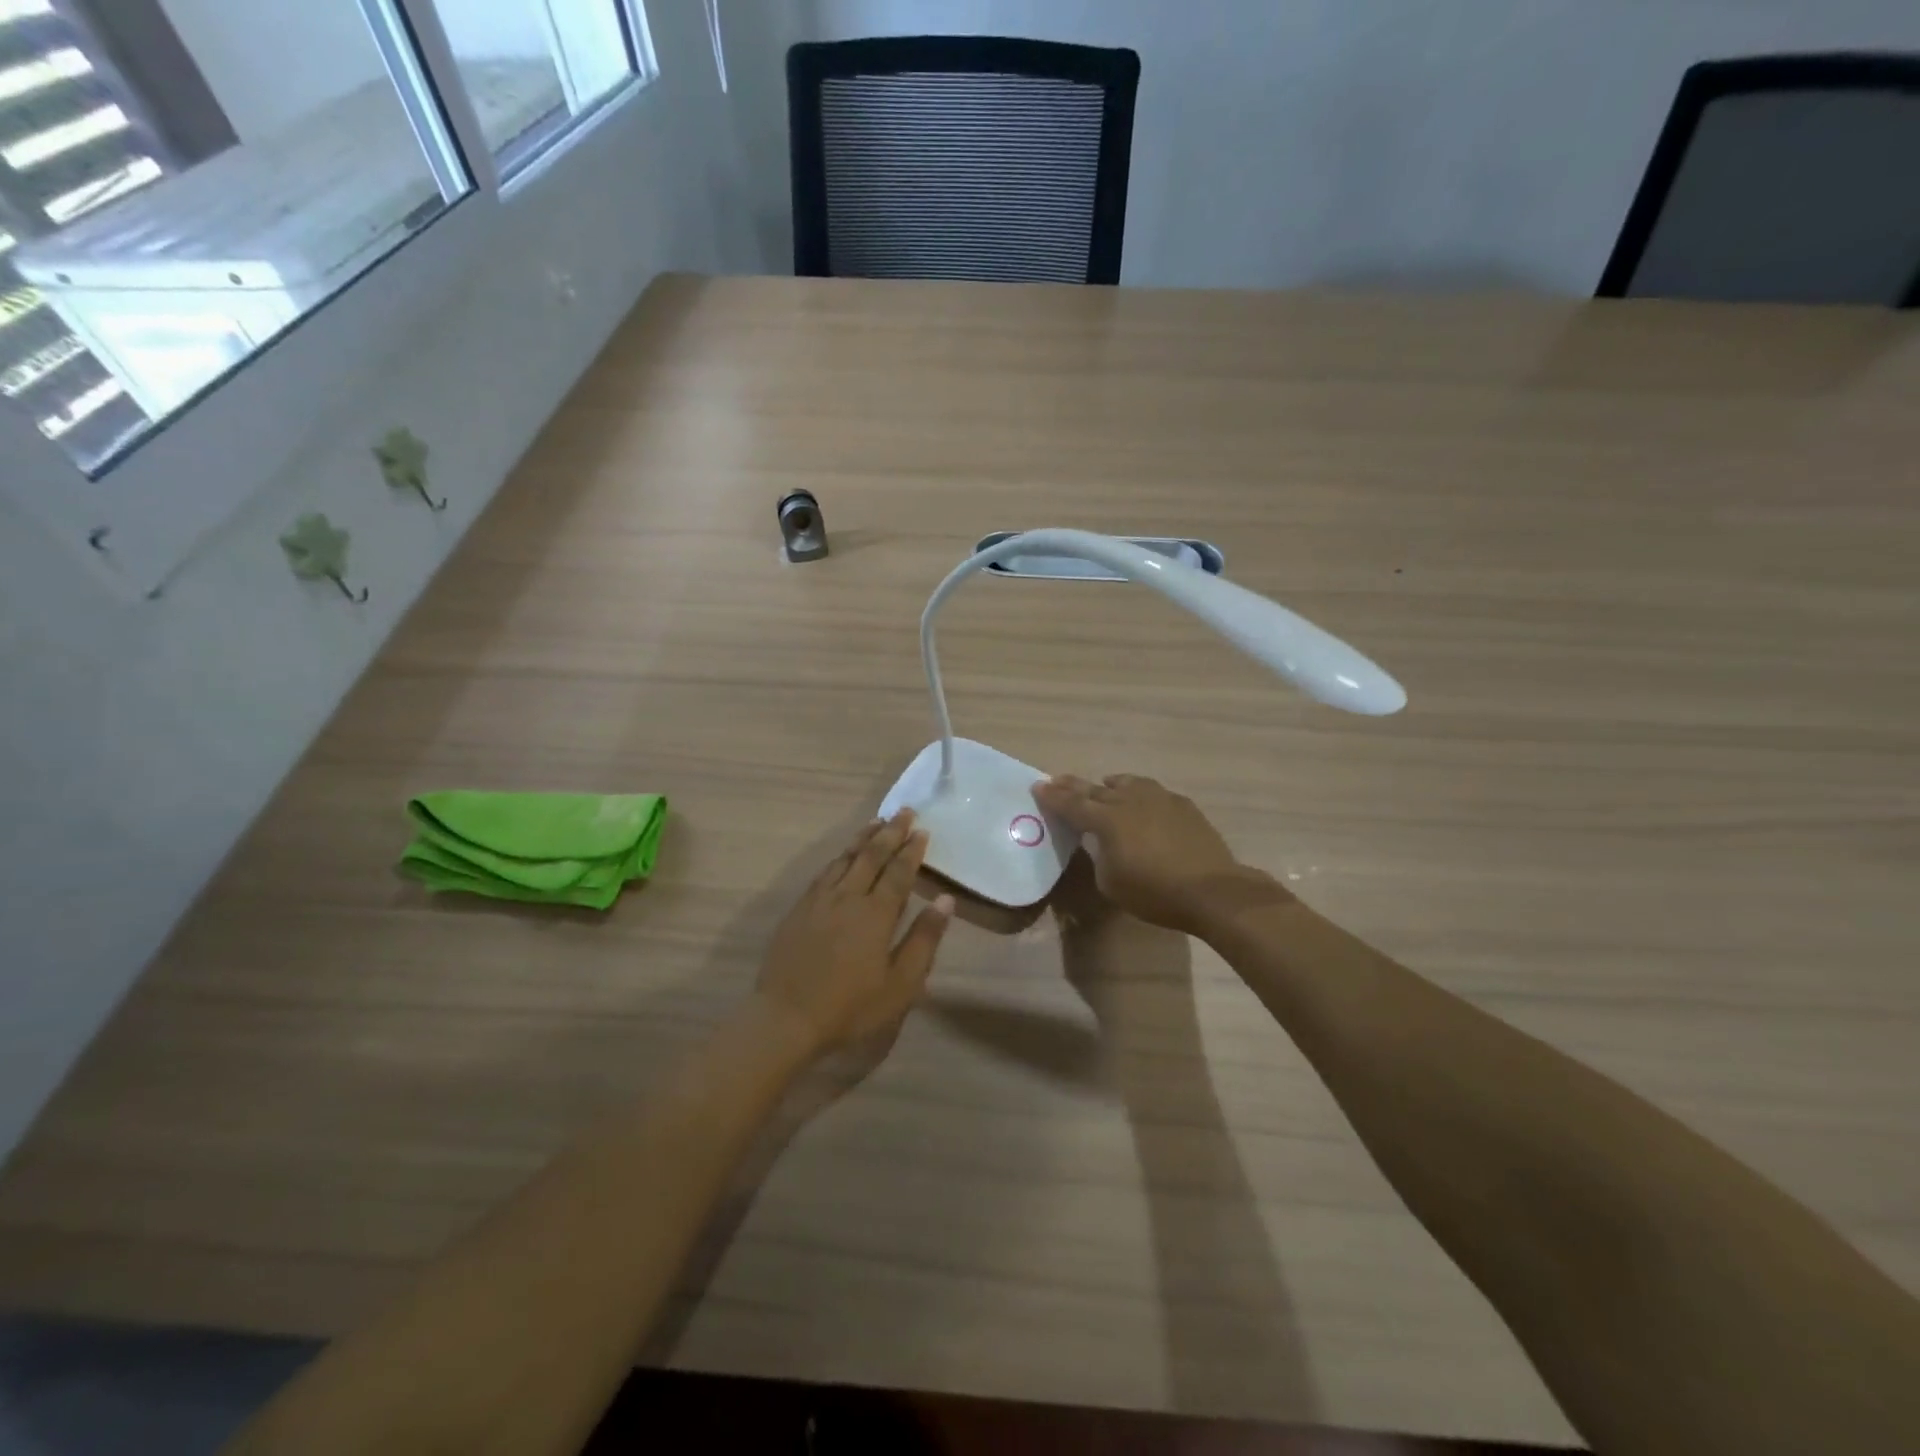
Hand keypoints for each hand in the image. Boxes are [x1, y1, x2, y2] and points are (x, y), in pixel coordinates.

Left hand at [754, 810, 954, 1057]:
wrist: (786, 1018)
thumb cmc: (851, 1007)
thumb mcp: (900, 984)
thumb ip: (924, 939)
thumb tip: (946, 901)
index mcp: (876, 914)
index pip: (898, 872)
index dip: (911, 851)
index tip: (922, 830)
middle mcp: (848, 897)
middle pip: (871, 856)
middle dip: (890, 833)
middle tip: (904, 812)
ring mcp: (820, 901)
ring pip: (845, 859)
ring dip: (863, 838)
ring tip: (876, 822)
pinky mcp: (799, 909)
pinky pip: (824, 872)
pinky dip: (839, 857)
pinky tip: (842, 855)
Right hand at [1034, 774, 1265, 934]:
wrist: (1211, 891)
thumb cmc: (1155, 893)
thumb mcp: (1111, 883)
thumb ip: (1100, 856)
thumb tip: (1102, 843)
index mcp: (1107, 820)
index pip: (1072, 804)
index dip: (1053, 797)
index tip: (1038, 787)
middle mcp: (1130, 801)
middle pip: (1095, 789)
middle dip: (1073, 786)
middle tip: (1057, 780)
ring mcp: (1159, 799)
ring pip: (1128, 782)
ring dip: (1110, 784)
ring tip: (1104, 784)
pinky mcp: (1182, 805)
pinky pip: (1153, 792)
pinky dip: (1139, 793)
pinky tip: (1142, 801)